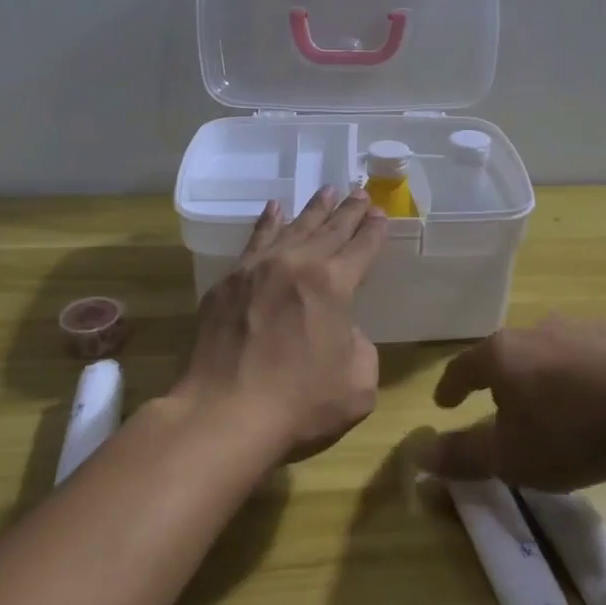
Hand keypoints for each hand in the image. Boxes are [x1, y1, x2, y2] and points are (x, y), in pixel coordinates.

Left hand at [178, 186, 387, 464]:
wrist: (224, 413)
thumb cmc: (299, 404)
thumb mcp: (358, 384)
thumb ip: (360, 347)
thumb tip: (341, 330)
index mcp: (334, 284)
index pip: (362, 248)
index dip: (374, 231)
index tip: (381, 213)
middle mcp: (298, 264)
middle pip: (330, 229)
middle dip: (349, 211)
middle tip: (360, 192)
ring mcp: (259, 268)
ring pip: (293, 227)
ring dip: (314, 209)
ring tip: (327, 191)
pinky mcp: (229, 281)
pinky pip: (255, 240)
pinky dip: (268, 221)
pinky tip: (274, 208)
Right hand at [415, 317, 605, 523]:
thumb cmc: (572, 429)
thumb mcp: (510, 456)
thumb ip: (463, 455)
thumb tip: (417, 454)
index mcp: (508, 354)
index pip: (466, 366)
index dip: (451, 387)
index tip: (444, 403)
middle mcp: (547, 335)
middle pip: (521, 365)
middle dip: (514, 397)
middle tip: (512, 425)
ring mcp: (595, 338)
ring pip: (572, 384)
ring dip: (570, 424)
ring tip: (581, 473)